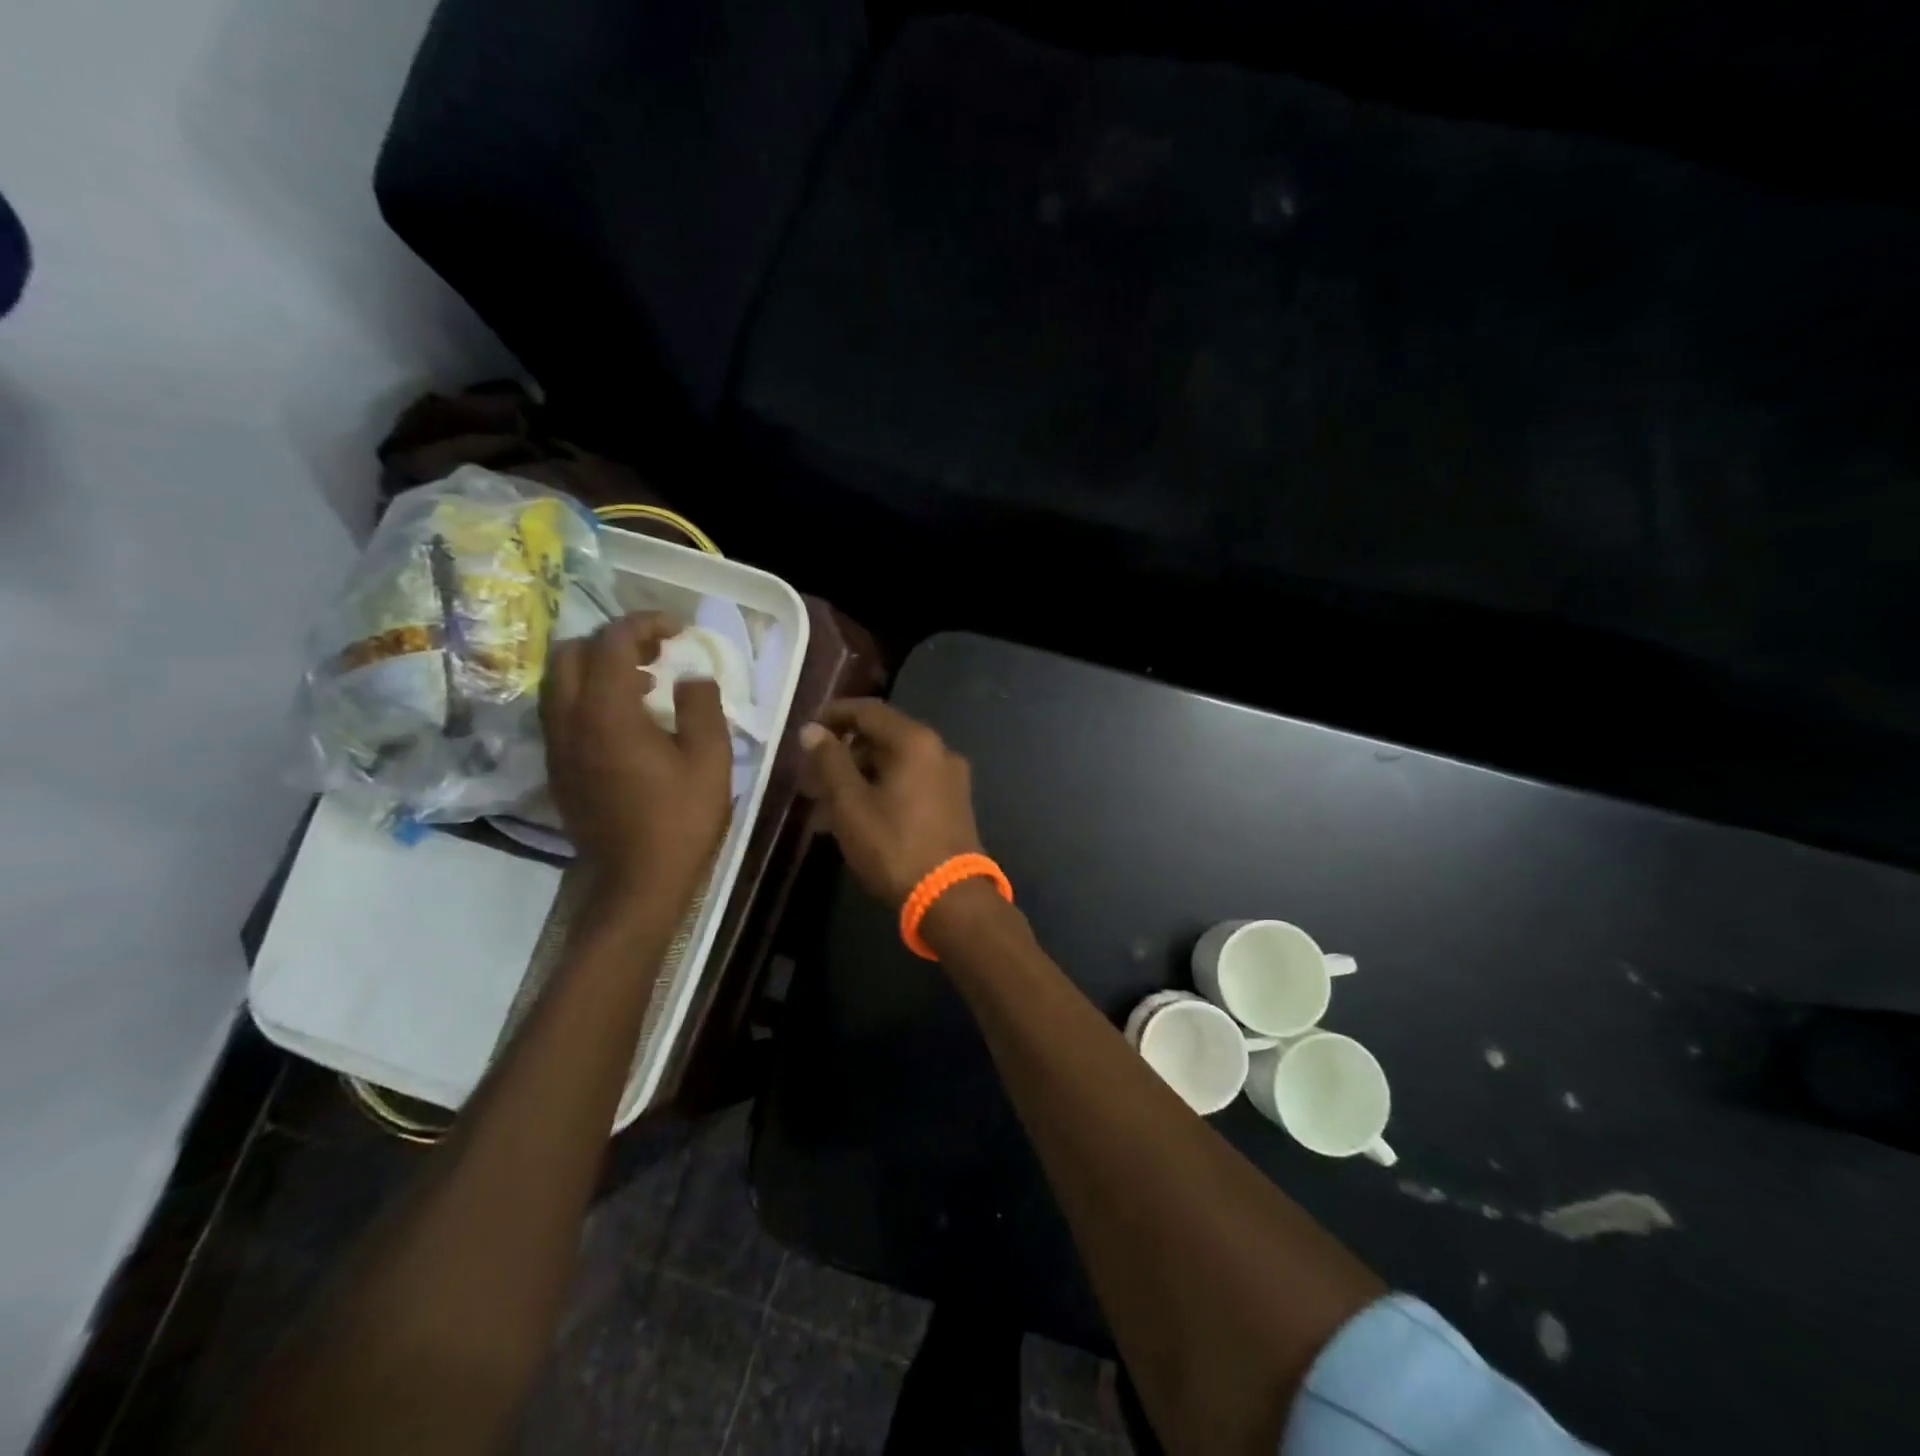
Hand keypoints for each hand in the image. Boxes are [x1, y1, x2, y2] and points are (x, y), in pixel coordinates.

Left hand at [540, 614, 732, 909]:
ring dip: (597, 668)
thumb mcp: (710, 760)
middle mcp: (569, 721)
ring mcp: (557, 746)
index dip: (645, 624)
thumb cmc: (680, 819)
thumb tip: (692, 677)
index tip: (678, 630)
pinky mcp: (557, 768)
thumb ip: (702, 707)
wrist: (637, 881)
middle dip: (612, 640)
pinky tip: (627, 719)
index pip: (612, 642)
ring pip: (559, 682)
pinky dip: (588, 696)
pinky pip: (561, 711)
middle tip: (655, 652)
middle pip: (570, 653)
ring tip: (645, 683)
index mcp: (607, 713)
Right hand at [798, 699, 983, 906]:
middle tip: (810, 781)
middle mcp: (938, 750)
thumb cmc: (894, 845)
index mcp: (915, 741)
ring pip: (893, 765)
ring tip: (824, 810)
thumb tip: (812, 730)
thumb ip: (829, 762)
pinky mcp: (953, 804)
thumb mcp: (850, 804)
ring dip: (857, 779)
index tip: (806, 732)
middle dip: (841, 756)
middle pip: (881, 739)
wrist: (950, 898)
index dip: (833, 716)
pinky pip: (909, 785)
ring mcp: (950, 778)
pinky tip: (855, 821)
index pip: (867, 711)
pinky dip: (880, 792)